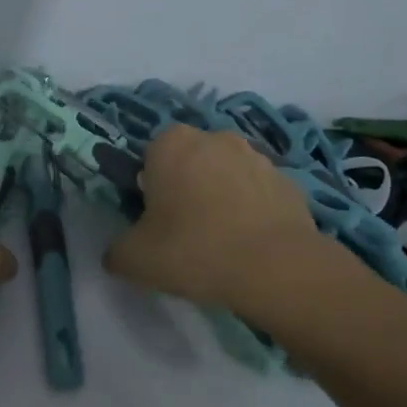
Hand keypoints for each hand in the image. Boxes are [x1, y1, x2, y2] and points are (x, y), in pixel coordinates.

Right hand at [102, 124, 322, 311]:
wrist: (275, 268)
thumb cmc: (193, 250)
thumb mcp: (134, 259)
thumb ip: (117, 249)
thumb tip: (119, 251)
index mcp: (171, 143)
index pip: (149, 156)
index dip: (148, 188)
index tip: (153, 220)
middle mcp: (215, 138)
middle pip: (189, 162)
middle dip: (185, 188)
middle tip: (183, 232)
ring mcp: (257, 157)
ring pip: (225, 175)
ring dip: (220, 198)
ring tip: (220, 243)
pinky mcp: (289, 182)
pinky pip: (258, 194)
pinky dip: (252, 212)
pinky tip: (249, 246)